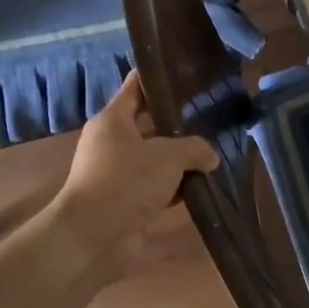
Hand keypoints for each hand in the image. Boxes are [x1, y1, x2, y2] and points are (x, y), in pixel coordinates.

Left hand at [54, 70, 218, 264]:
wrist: (94, 237)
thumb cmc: (126, 182)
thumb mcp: (168, 156)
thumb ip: (195, 149)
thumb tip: (210, 157)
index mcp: (113, 120)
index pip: (136, 87)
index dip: (157, 77)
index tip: (184, 70)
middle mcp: (112, 143)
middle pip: (149, 125)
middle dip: (178, 123)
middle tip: (211, 115)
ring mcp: (117, 174)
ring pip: (155, 159)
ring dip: (180, 160)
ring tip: (215, 151)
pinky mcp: (126, 202)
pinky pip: (156, 187)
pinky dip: (176, 188)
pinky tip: (203, 186)